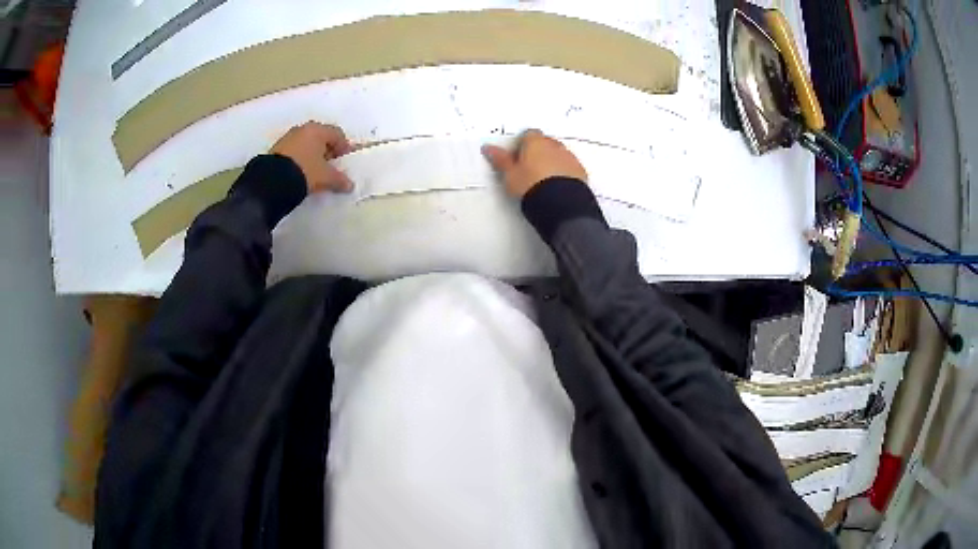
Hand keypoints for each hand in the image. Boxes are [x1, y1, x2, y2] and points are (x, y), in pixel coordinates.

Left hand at [271, 121, 353, 193]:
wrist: (272, 181)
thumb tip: (350, 185)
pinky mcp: (277, 149)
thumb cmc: (305, 171)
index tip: (344, 162)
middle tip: (330, 167)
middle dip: (328, 151)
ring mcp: (288, 138)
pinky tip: (301, 172)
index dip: (344, 148)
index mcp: (318, 130)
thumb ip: (339, 179)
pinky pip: (295, 151)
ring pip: (307, 144)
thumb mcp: (325, 177)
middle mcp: (303, 129)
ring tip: (315, 171)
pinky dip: (300, 158)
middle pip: (321, 137)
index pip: (337, 134)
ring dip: (313, 155)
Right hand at [482, 129, 587, 197]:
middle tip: (529, 169)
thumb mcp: (510, 175)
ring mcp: (569, 157)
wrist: (560, 203)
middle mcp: (554, 145)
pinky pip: (569, 167)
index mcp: (535, 142)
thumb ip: (500, 160)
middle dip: (538, 152)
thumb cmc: (530, 185)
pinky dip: (564, 172)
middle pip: (545, 143)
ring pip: (559, 154)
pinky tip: (557, 186)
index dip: (522, 145)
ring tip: (543, 180)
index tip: (517, 158)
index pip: (528, 134)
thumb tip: (487, 147)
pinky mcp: (580, 171)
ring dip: (552, 162)